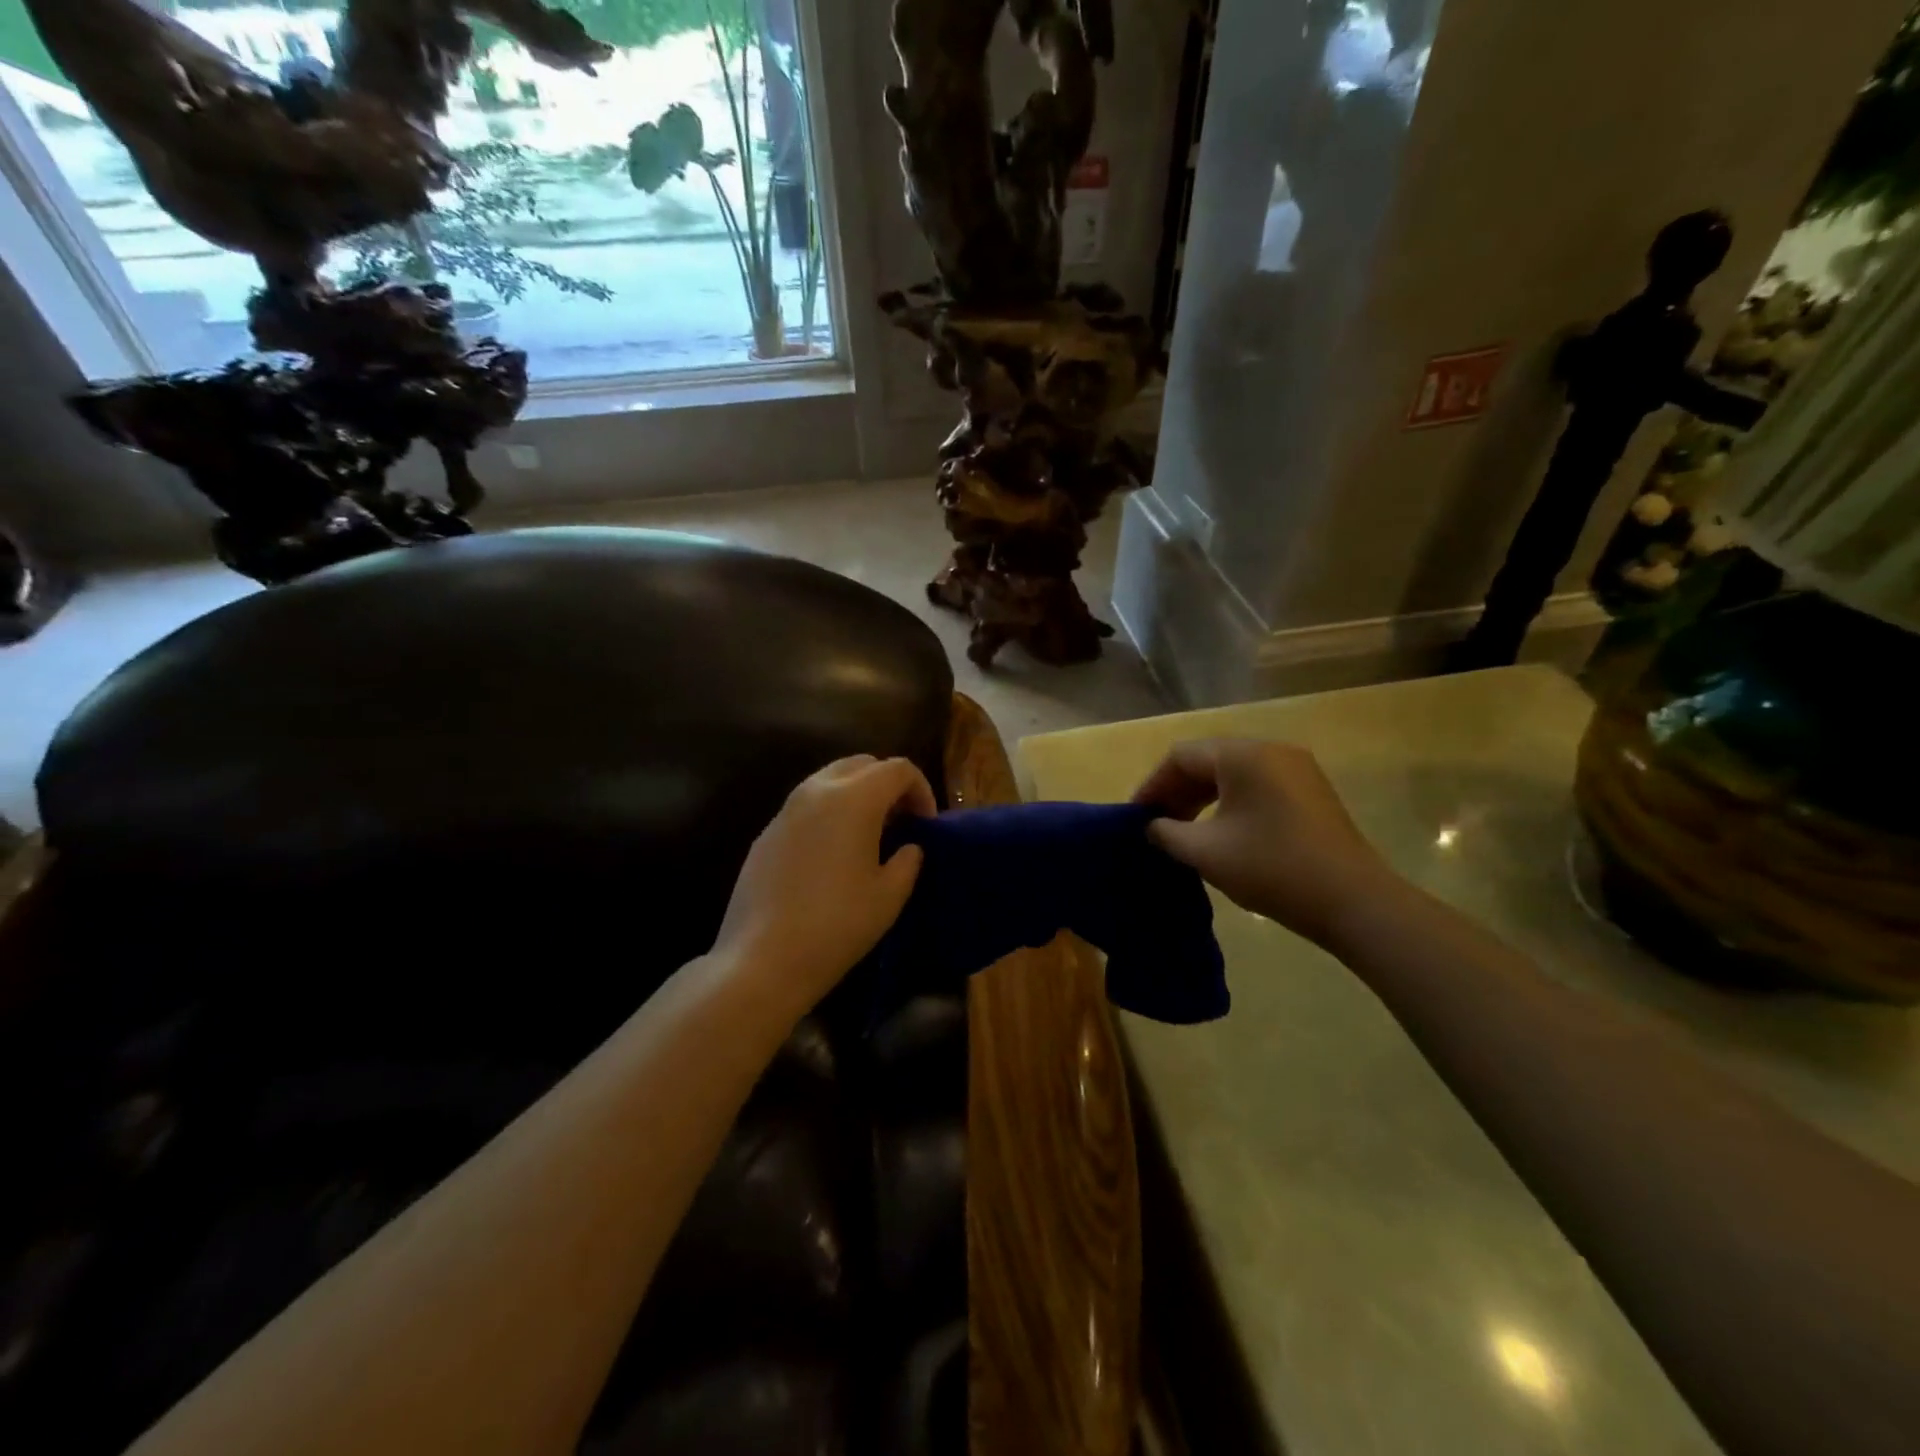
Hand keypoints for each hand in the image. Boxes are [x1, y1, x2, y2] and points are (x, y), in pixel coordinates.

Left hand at [712, 755, 934, 1008]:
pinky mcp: (766, 833)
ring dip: (857, 795)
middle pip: (862, 764)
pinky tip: (833, 855)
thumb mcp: (889, 896)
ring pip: (830, 780)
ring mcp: (786, 810)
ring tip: (869, 836)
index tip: (926, 824)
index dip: (922, 790)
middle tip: (901, 822)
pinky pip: (806, 806)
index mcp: (854, 798)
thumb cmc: (837, 924)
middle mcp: (817, 791)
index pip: (898, 769)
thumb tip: (908, 848)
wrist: (762, 959)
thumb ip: (908, 861)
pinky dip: (829, 814)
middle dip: (888, 784)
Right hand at [1132, 738, 1397, 949]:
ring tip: (1184, 831)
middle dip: (1177, 791)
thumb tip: (1152, 826)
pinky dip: (1231, 802)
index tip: (1136, 816)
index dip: (1153, 785)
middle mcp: (1271, 750)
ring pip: (1234, 773)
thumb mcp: (1205, 852)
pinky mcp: (1311, 791)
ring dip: (1203, 797)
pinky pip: (1258, 785)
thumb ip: (1166, 833)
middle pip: (1208, 760)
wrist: (1354, 901)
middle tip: (1157, 824)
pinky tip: (1222, 832)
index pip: (1181, 757)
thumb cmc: (1271, 868)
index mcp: (1242, 755)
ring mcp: (1297, 769)